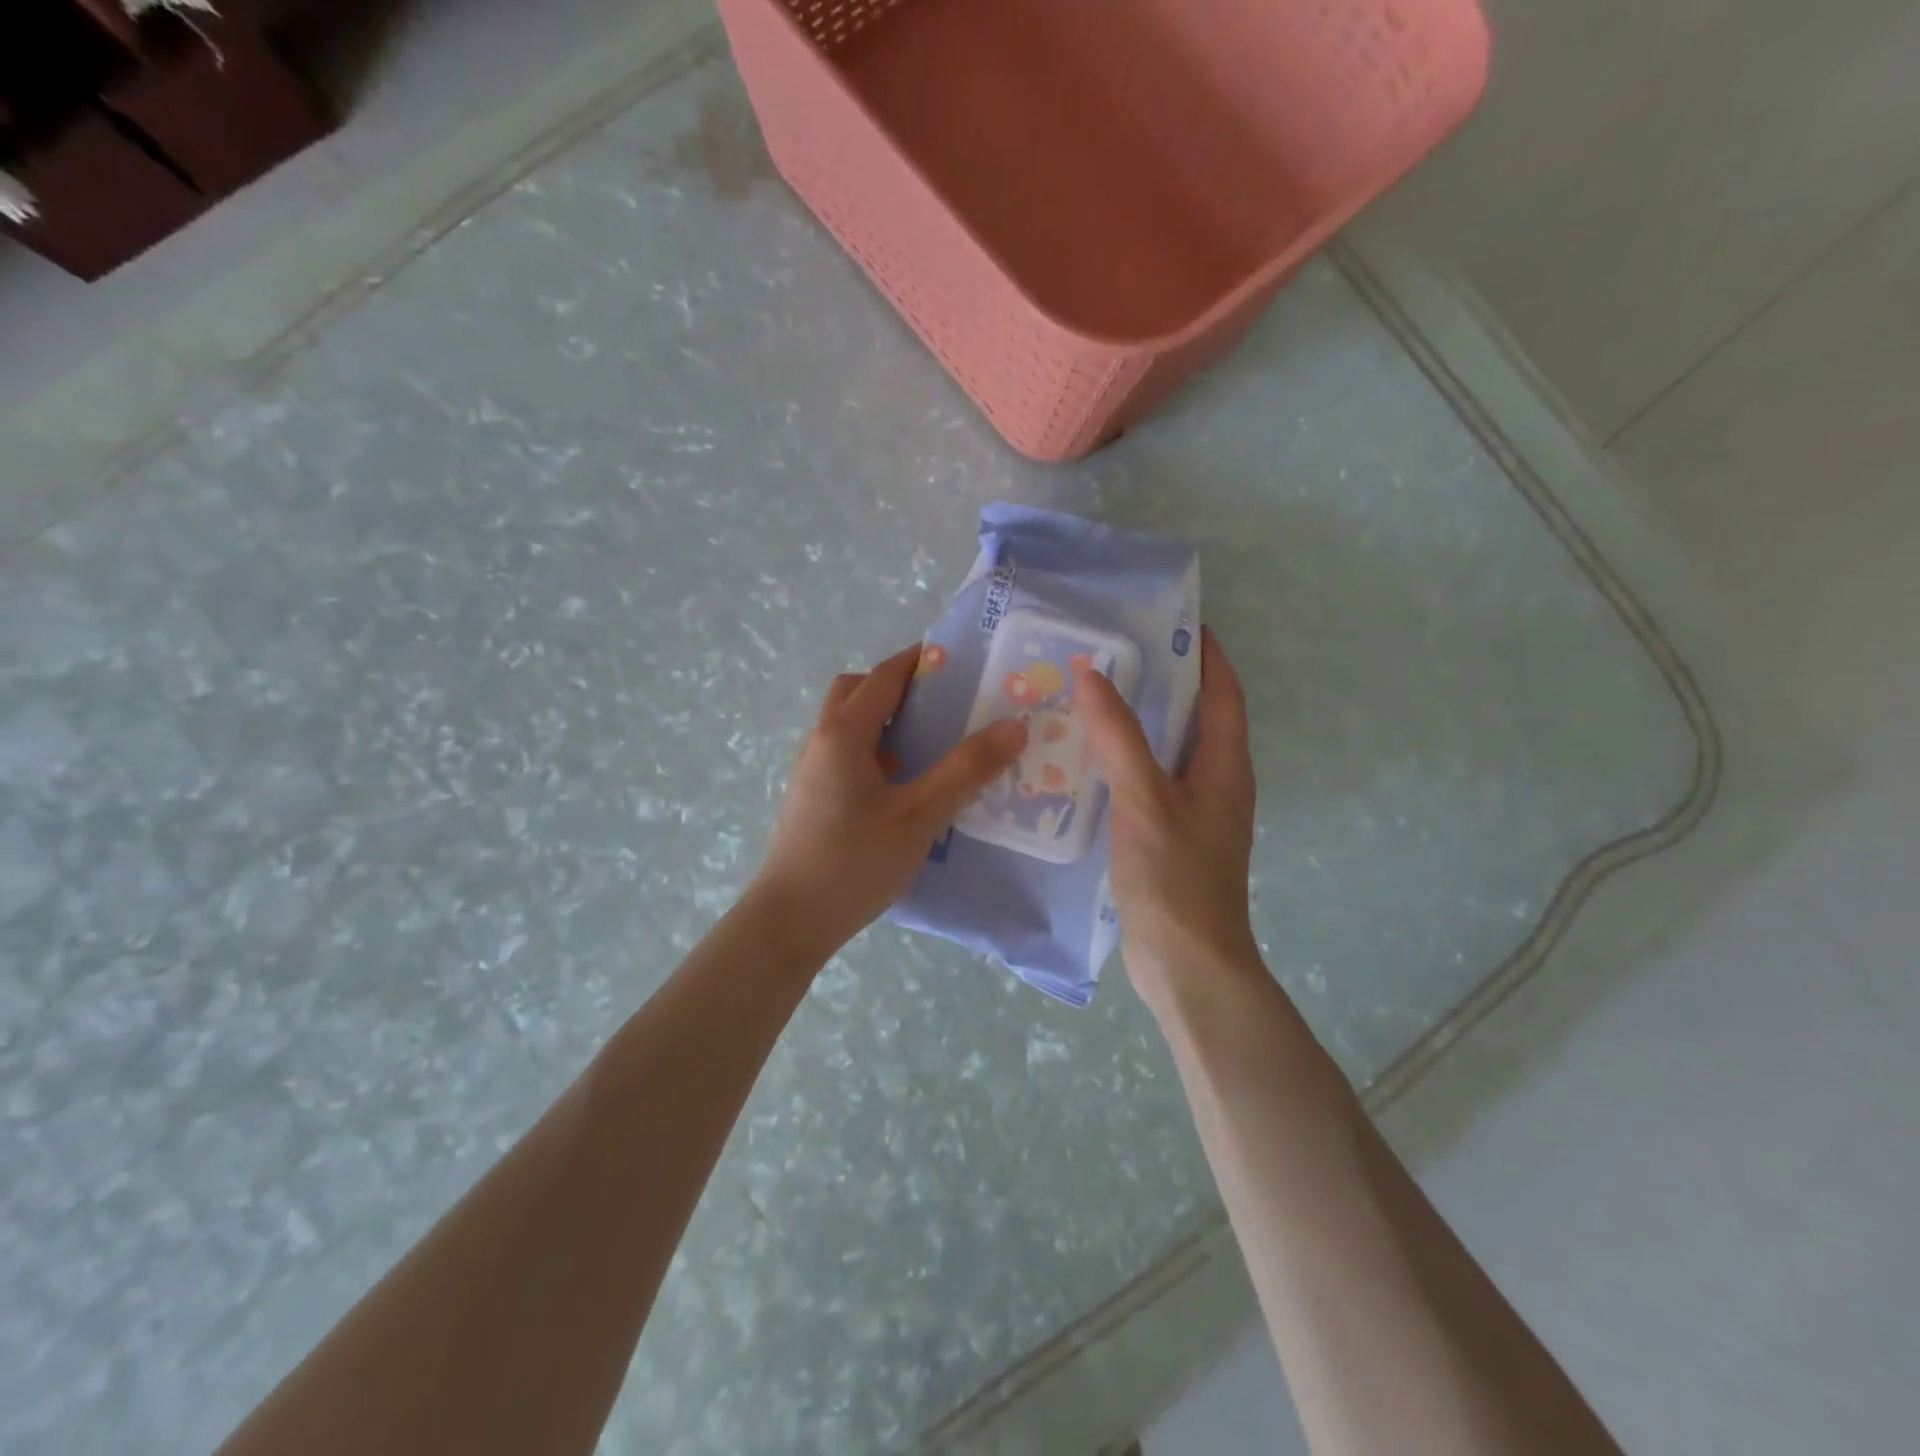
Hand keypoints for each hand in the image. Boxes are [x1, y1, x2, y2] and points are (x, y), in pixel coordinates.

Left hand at [753, 646, 1027, 956]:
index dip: (918, 662)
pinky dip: (874, 750)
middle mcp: (821, 742)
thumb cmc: (854, 862)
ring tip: (930, 742)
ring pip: (848, 725)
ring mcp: (812, 770)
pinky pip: (846, 754)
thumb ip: (966, 771)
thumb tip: (1013, 727)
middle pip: (856, 693)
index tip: (958, 659)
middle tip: (941, 703)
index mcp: (843, 734)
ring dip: (884, 720)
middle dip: (896, 687)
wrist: (792, 920)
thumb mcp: (919, 816)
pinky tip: (904, 784)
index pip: (883, 678)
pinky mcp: (813, 797)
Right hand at [1074, 627, 1262, 1007]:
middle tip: (1117, 657)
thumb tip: (1092, 674)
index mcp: (1224, 769)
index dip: (1208, 658)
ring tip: (1094, 701)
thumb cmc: (1175, 878)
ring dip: (1140, 726)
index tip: (1180, 624)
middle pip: (1196, 721)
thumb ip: (1119, 738)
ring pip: (1168, 754)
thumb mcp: (1144, 800)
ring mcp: (1192, 816)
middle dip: (1166, 686)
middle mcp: (1215, 786)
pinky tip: (1088, 764)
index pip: (1223, 697)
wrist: (1187, 964)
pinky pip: (1148, 785)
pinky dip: (1125, 764)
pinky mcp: (1169, 840)